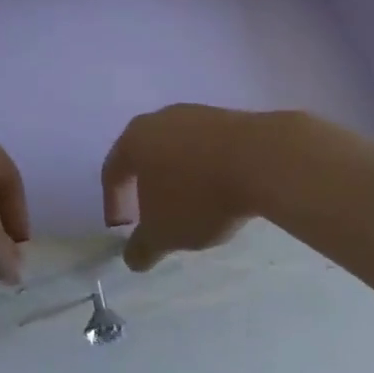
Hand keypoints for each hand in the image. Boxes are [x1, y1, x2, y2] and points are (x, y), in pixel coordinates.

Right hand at [101, 105, 302, 270]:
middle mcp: (159, 119)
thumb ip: (142, 247)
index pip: (112, 171)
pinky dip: (205, 168)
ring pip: (176, 149)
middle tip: (153, 214)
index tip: (121, 228)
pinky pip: (205, 147)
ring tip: (191, 205)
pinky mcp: (227, 118)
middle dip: (145, 186)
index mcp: (134, 140)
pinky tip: (219, 189)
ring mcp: (196, 114)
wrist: (261, 160)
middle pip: (143, 154)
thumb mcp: (164, 234)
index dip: (113, 201)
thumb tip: (132, 257)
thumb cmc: (199, 196)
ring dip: (178, 176)